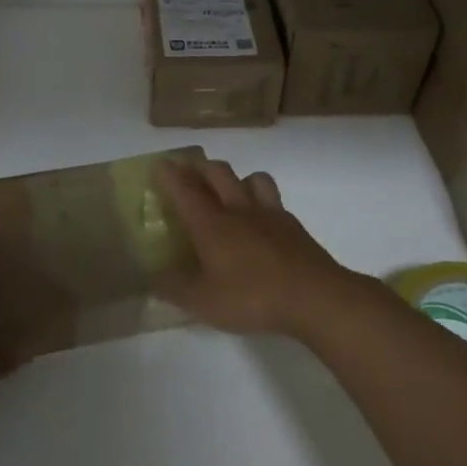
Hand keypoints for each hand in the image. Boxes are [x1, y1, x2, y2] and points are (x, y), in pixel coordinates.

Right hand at [152, 157, 377, 339]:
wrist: (315, 297)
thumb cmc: (252, 297)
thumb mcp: (202, 302)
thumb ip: (173, 288)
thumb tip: (151, 276)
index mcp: (211, 224)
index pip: (184, 189)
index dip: (169, 174)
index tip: (158, 163)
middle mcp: (238, 209)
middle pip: (217, 173)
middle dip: (199, 167)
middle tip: (188, 172)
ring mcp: (269, 214)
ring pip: (251, 177)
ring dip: (235, 177)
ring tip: (229, 189)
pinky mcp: (293, 225)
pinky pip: (273, 198)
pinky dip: (261, 198)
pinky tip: (260, 216)